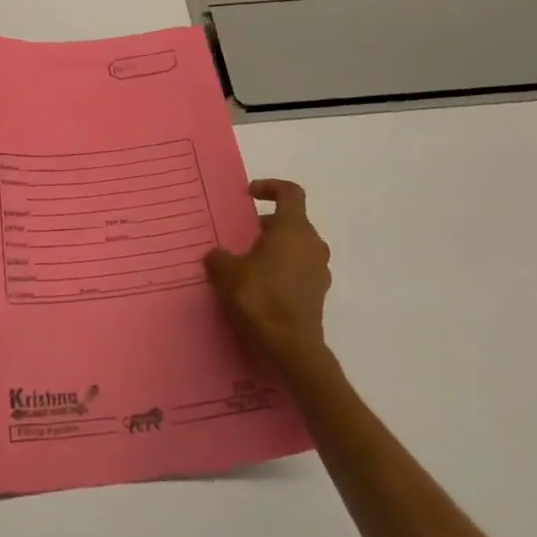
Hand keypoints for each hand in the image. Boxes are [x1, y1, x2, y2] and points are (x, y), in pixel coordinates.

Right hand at [205, 180, 331, 367]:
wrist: (291, 350)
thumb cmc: (260, 299)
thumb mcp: (226, 272)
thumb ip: (219, 257)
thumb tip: (217, 256)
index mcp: (293, 229)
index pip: (290, 192)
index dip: (270, 187)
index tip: (249, 195)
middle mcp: (312, 244)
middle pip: (292, 222)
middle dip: (268, 225)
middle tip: (244, 236)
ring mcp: (319, 271)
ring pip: (297, 247)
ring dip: (276, 248)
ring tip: (250, 263)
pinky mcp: (318, 295)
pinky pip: (300, 270)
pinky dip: (283, 270)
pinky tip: (261, 287)